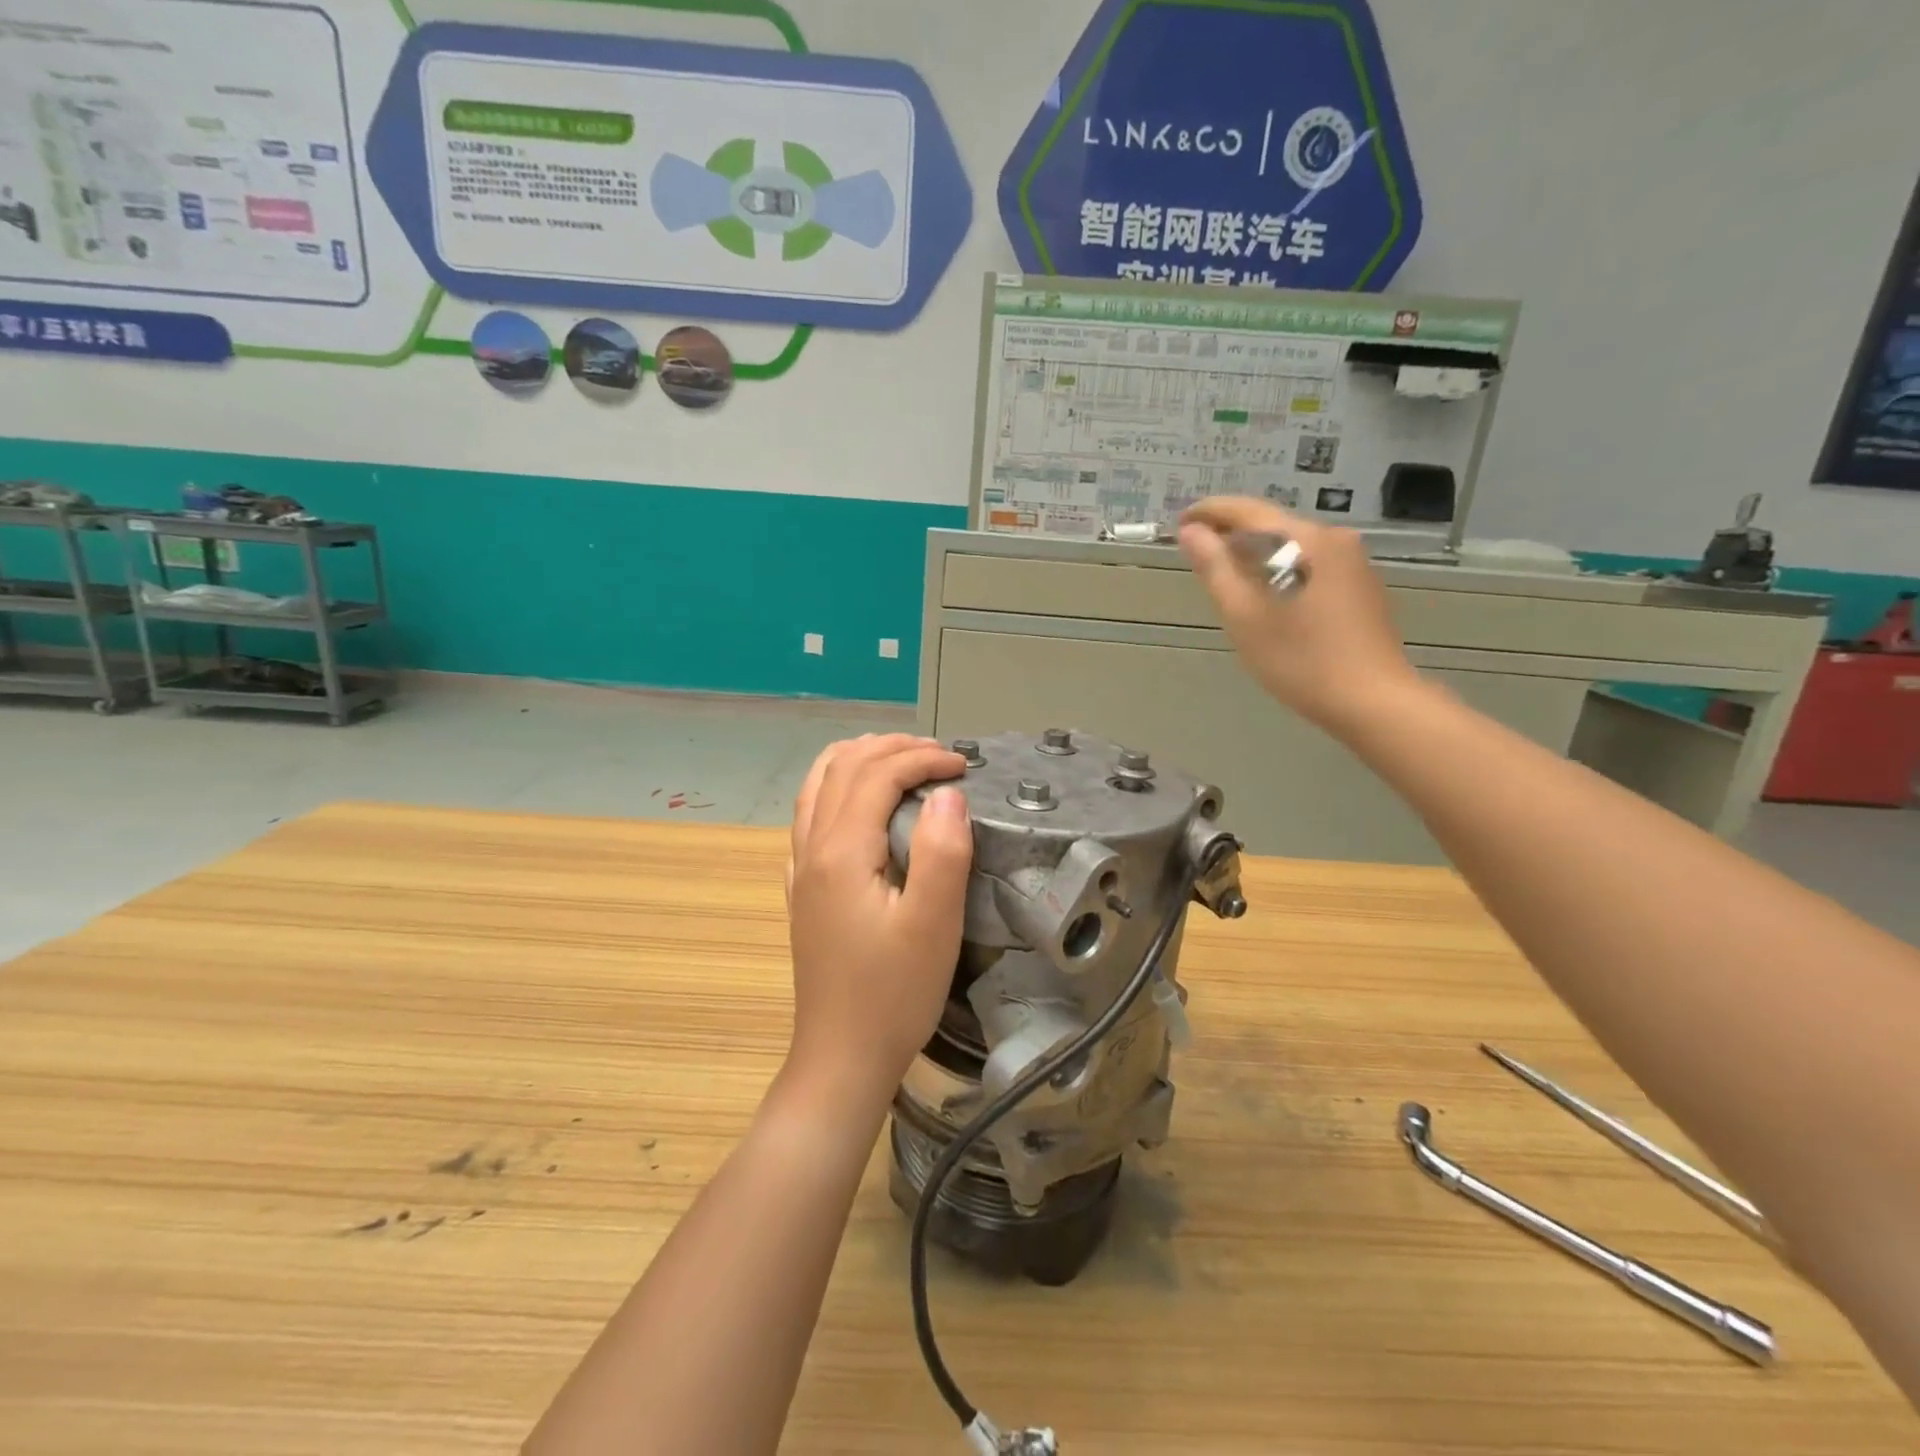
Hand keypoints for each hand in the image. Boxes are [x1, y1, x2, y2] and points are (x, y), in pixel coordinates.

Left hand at [783, 735, 972, 1113]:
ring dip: (857, 759)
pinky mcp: (802, 891)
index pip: (877, 775)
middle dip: (891, 749)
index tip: (963, 766)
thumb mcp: (933, 925)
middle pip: (843, 769)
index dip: (922, 759)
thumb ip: (942, 851)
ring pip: (817, 786)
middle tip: (938, 754)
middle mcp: (812, 849)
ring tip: (896, 757)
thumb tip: (947, 794)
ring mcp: (800, 870)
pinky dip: (834, 787)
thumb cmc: (894, 994)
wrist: (842, 1057)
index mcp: (842, 851)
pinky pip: (809, 815)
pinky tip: (855, 803)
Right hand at [1179, 496, 1424, 735]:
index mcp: (1303, 540)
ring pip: (1292, 544)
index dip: (1210, 512)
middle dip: (1232, 533)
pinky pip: (1310, 562)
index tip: (1180, 521)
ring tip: (1225, 573)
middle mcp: (1333, 538)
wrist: (1373, 700)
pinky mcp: (1361, 584)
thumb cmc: (1300, 659)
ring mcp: (1352, 561)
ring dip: (1256, 552)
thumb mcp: (1244, 615)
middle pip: (1272, 524)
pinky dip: (1281, 568)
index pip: (1247, 511)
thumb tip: (1192, 532)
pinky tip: (1266, 593)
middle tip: (1197, 551)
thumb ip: (1216, 568)